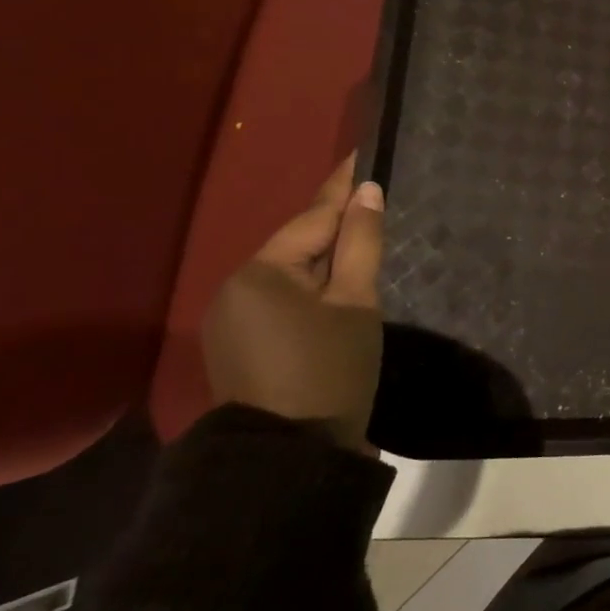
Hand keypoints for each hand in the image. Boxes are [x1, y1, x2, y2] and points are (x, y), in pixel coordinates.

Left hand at [202, 156, 385, 452]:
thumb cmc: (330, 370)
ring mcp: (232, 319)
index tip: (364, 152)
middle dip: (337, 225)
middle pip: (299, 244)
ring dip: (326, 259)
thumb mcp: (357, 302)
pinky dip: (311, 288)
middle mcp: (236, 287)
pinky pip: (281, 299)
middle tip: (376, 200)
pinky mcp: (239, 345)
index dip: (344, 185)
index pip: (314, 216)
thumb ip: (361, 243)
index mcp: (262, 272)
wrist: (289, 458)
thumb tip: (367, 193)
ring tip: (365, 240)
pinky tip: (338, 287)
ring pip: (291, 273)